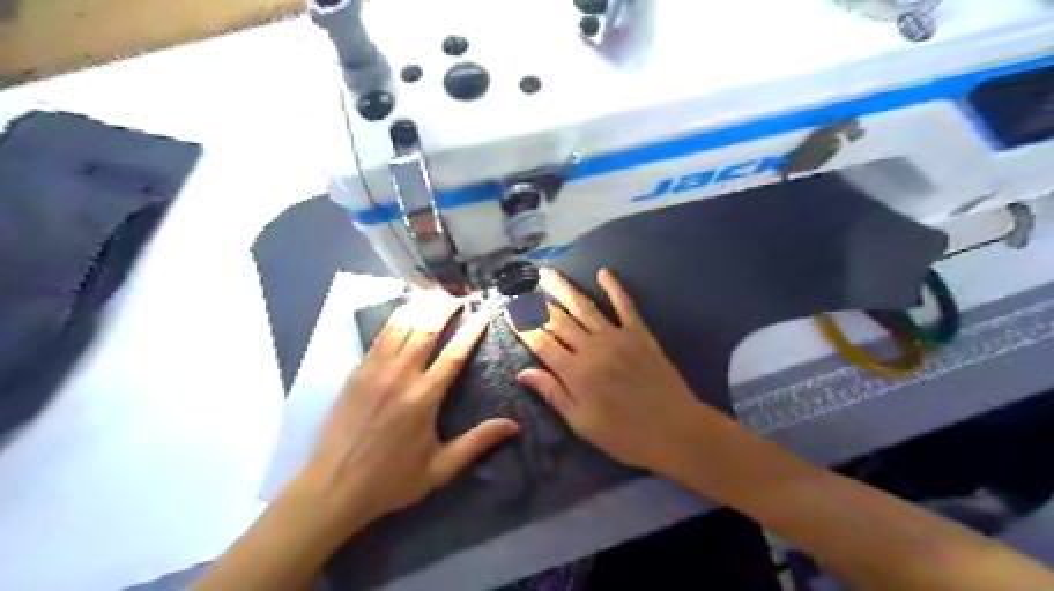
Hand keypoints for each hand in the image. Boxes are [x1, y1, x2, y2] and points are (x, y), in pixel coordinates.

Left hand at [287, 295, 516, 538]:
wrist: (333, 487)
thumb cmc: (391, 480)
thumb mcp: (440, 468)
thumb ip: (477, 443)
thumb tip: (513, 426)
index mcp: (424, 397)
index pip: (454, 353)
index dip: (472, 330)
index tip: (485, 312)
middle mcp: (400, 375)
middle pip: (427, 328)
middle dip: (446, 307)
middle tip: (461, 296)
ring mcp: (375, 370)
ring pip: (401, 325)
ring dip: (421, 306)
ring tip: (436, 295)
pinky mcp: (357, 371)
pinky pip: (380, 335)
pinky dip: (396, 317)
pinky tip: (406, 310)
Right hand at [511, 270, 706, 471]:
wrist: (675, 430)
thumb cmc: (624, 434)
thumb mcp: (581, 422)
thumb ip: (553, 393)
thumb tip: (523, 372)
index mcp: (574, 372)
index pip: (541, 343)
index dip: (523, 326)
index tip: (509, 311)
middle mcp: (591, 347)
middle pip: (558, 320)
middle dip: (537, 303)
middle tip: (522, 287)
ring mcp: (617, 336)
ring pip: (584, 307)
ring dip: (564, 289)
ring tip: (548, 274)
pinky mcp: (640, 333)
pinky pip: (625, 305)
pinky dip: (614, 287)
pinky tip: (604, 272)